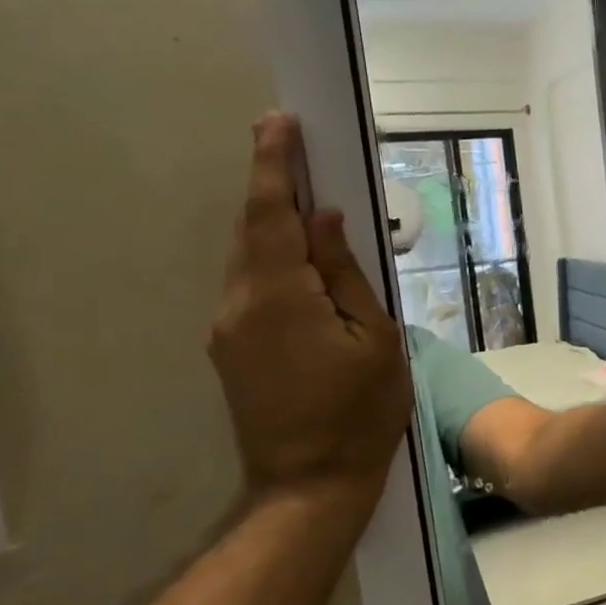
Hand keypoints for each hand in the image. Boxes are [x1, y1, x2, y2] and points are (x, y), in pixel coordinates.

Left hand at [208, 114, 412, 507]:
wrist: (310, 482)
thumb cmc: (361, 410)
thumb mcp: (377, 337)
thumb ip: (346, 274)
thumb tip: (325, 220)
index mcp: (279, 297)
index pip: (271, 215)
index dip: (273, 165)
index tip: (280, 122)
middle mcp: (239, 304)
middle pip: (252, 231)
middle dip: (270, 185)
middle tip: (293, 147)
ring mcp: (228, 329)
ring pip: (249, 259)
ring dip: (272, 224)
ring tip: (305, 202)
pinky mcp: (231, 349)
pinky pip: (251, 286)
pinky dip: (273, 260)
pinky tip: (301, 263)